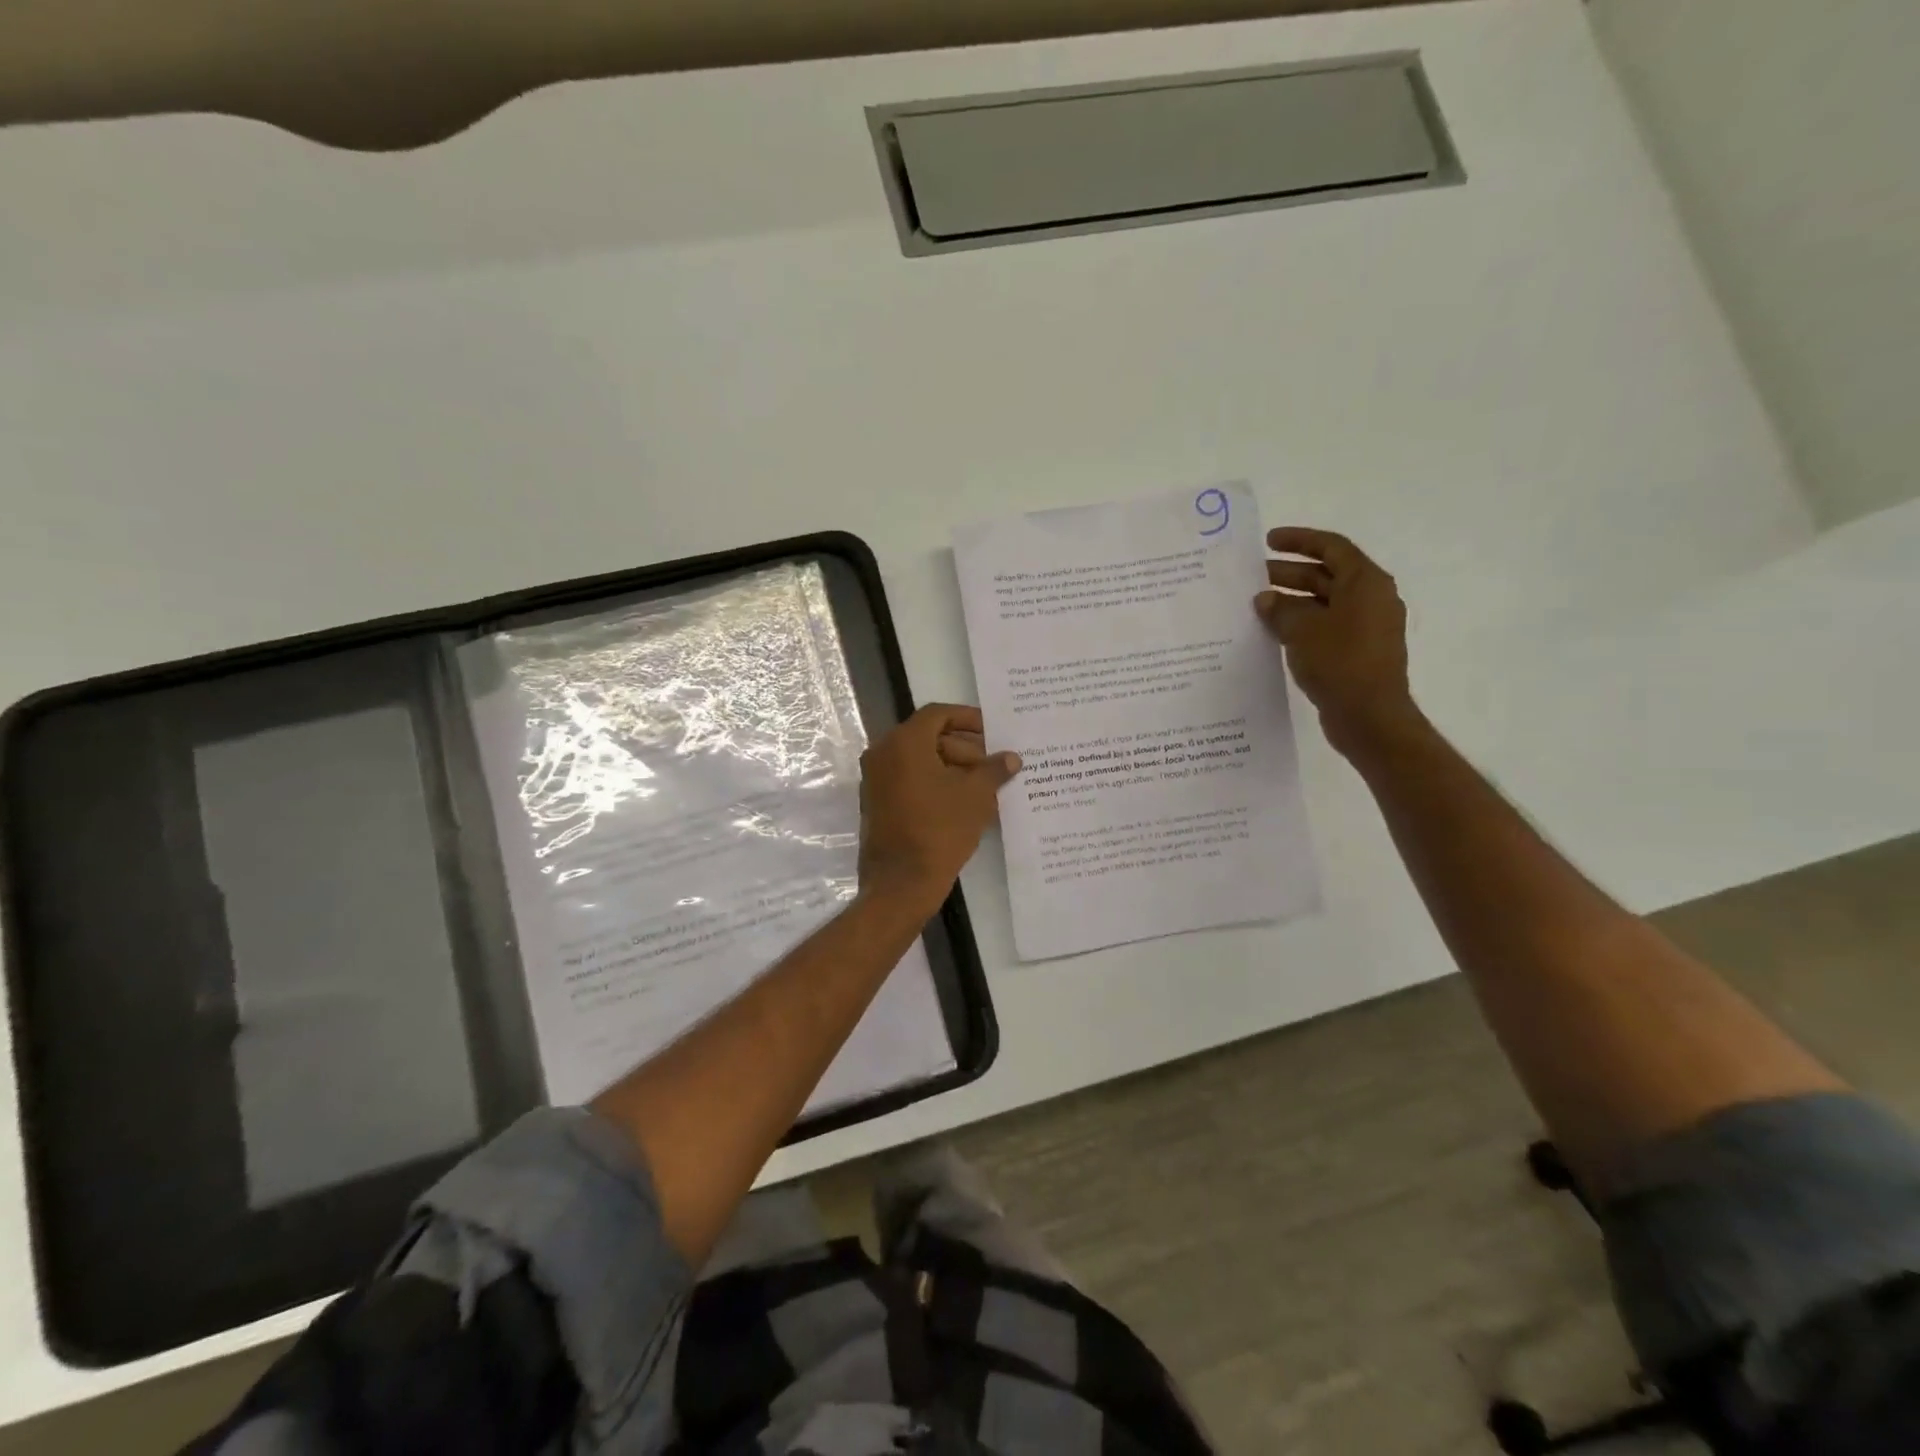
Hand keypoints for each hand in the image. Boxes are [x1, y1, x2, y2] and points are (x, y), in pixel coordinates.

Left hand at [857, 704, 1021, 913]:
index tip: (993, 731)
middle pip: (930, 737)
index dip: (968, 718)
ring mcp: (876, 780)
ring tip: (987, 789)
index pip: (938, 714)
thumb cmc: (940, 830)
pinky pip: (911, 781)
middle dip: (966, 749)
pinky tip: (965, 804)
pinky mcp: (878, 803)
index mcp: (904, 743)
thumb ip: (994, 770)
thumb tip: (1010, 758)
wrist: (901, 883)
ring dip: (954, 769)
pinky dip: (937, 785)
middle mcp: (883, 754)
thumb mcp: (976, 796)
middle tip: (994, 766)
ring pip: (921, 761)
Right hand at [1254, 527, 1420, 755]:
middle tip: (1254, 576)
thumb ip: (1280, 609)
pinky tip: (1274, 631)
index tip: (1268, 541)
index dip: (1299, 540)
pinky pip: (1326, 626)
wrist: (1369, 716)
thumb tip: (1265, 599)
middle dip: (1289, 572)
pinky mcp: (1357, 651)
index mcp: (1365, 582)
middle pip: (1327, 574)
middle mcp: (1371, 598)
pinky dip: (1301, 623)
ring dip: (1292, 600)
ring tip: (1258, 605)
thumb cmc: (1339, 662)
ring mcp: (1367, 626)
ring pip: (1324, 602)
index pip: (1331, 547)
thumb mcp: (1302, 630)